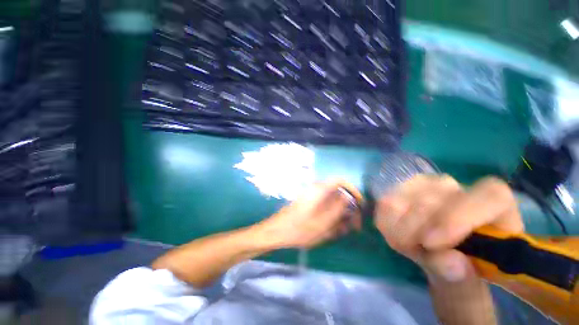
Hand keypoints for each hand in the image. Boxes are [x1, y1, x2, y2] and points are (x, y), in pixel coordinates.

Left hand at [258, 180, 362, 248]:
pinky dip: (331, 216)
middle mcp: (316, 190)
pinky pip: (324, 206)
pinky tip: (332, 229)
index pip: (340, 181)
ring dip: (340, 214)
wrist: (277, 231)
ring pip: (331, 202)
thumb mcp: (323, 223)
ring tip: (343, 230)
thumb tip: (348, 199)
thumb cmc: (300, 229)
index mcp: (319, 190)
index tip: (359, 204)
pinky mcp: (308, 203)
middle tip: (353, 225)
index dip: (352, 189)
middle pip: (337, 193)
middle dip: (347, 208)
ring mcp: (311, 197)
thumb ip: (338, 209)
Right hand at [375, 175, 523, 283]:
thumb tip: (449, 261)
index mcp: (494, 203)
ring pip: (403, 198)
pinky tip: (394, 233)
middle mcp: (457, 186)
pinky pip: (385, 202)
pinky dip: (385, 222)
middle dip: (415, 231)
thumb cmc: (465, 261)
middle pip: (432, 200)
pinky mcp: (401, 188)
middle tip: (414, 253)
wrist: (440, 250)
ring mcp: (425, 183)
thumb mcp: (469, 275)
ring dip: (398, 228)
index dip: (459, 218)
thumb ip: (463, 273)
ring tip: (406, 245)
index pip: (489, 196)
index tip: (432, 244)